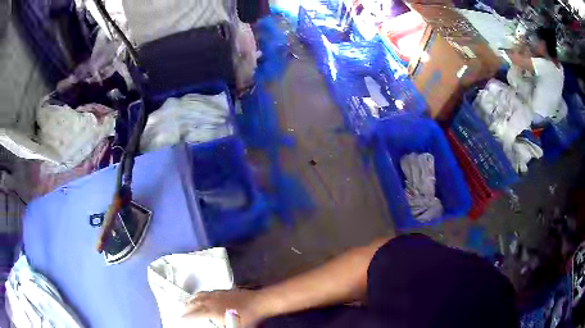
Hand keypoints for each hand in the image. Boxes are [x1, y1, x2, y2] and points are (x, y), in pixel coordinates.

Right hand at [183, 289, 266, 327]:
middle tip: (182, 312)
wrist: (258, 302)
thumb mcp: (234, 326)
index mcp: (211, 311)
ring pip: (199, 296)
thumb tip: (215, 325)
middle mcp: (211, 301)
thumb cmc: (247, 317)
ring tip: (188, 303)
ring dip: (191, 300)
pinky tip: (202, 296)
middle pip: (193, 303)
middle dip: (186, 308)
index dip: (186, 317)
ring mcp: (216, 294)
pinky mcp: (222, 290)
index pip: (194, 314)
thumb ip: (223, 327)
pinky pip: (206, 292)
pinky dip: (200, 295)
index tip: (180, 319)